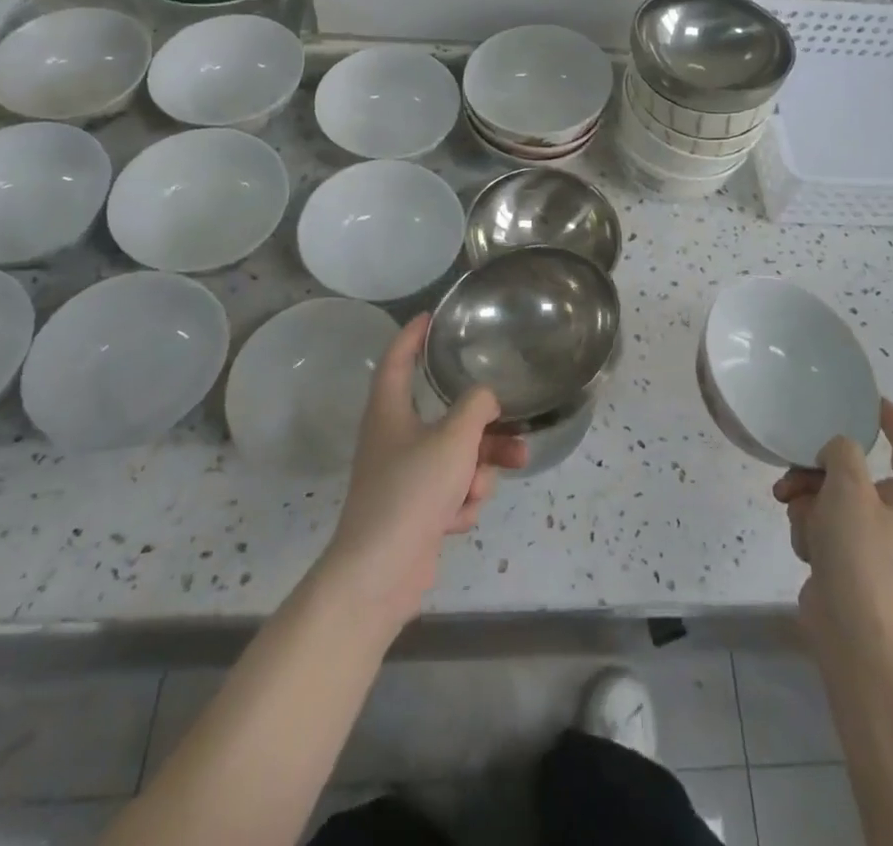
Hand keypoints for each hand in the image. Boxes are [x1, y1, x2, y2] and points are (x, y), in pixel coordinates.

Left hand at [322, 314, 526, 629]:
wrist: (380, 575)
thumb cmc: (411, 492)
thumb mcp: (453, 439)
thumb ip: (476, 407)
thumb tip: (485, 397)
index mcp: (389, 411)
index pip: (398, 359)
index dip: (413, 335)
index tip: (431, 316)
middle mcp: (394, 438)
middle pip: (445, 416)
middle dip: (482, 426)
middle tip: (512, 426)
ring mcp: (405, 477)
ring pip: (456, 456)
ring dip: (478, 469)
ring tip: (493, 480)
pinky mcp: (416, 511)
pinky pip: (451, 490)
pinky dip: (461, 501)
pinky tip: (457, 519)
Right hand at [772, 399, 892, 660]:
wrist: (855, 636)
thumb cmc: (861, 555)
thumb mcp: (848, 488)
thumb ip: (842, 451)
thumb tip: (836, 453)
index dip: (889, 418)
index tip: (867, 398)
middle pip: (854, 469)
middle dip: (818, 470)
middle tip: (794, 473)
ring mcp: (875, 540)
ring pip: (831, 495)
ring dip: (807, 500)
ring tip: (791, 511)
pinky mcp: (851, 561)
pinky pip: (825, 525)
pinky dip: (811, 529)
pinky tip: (806, 547)